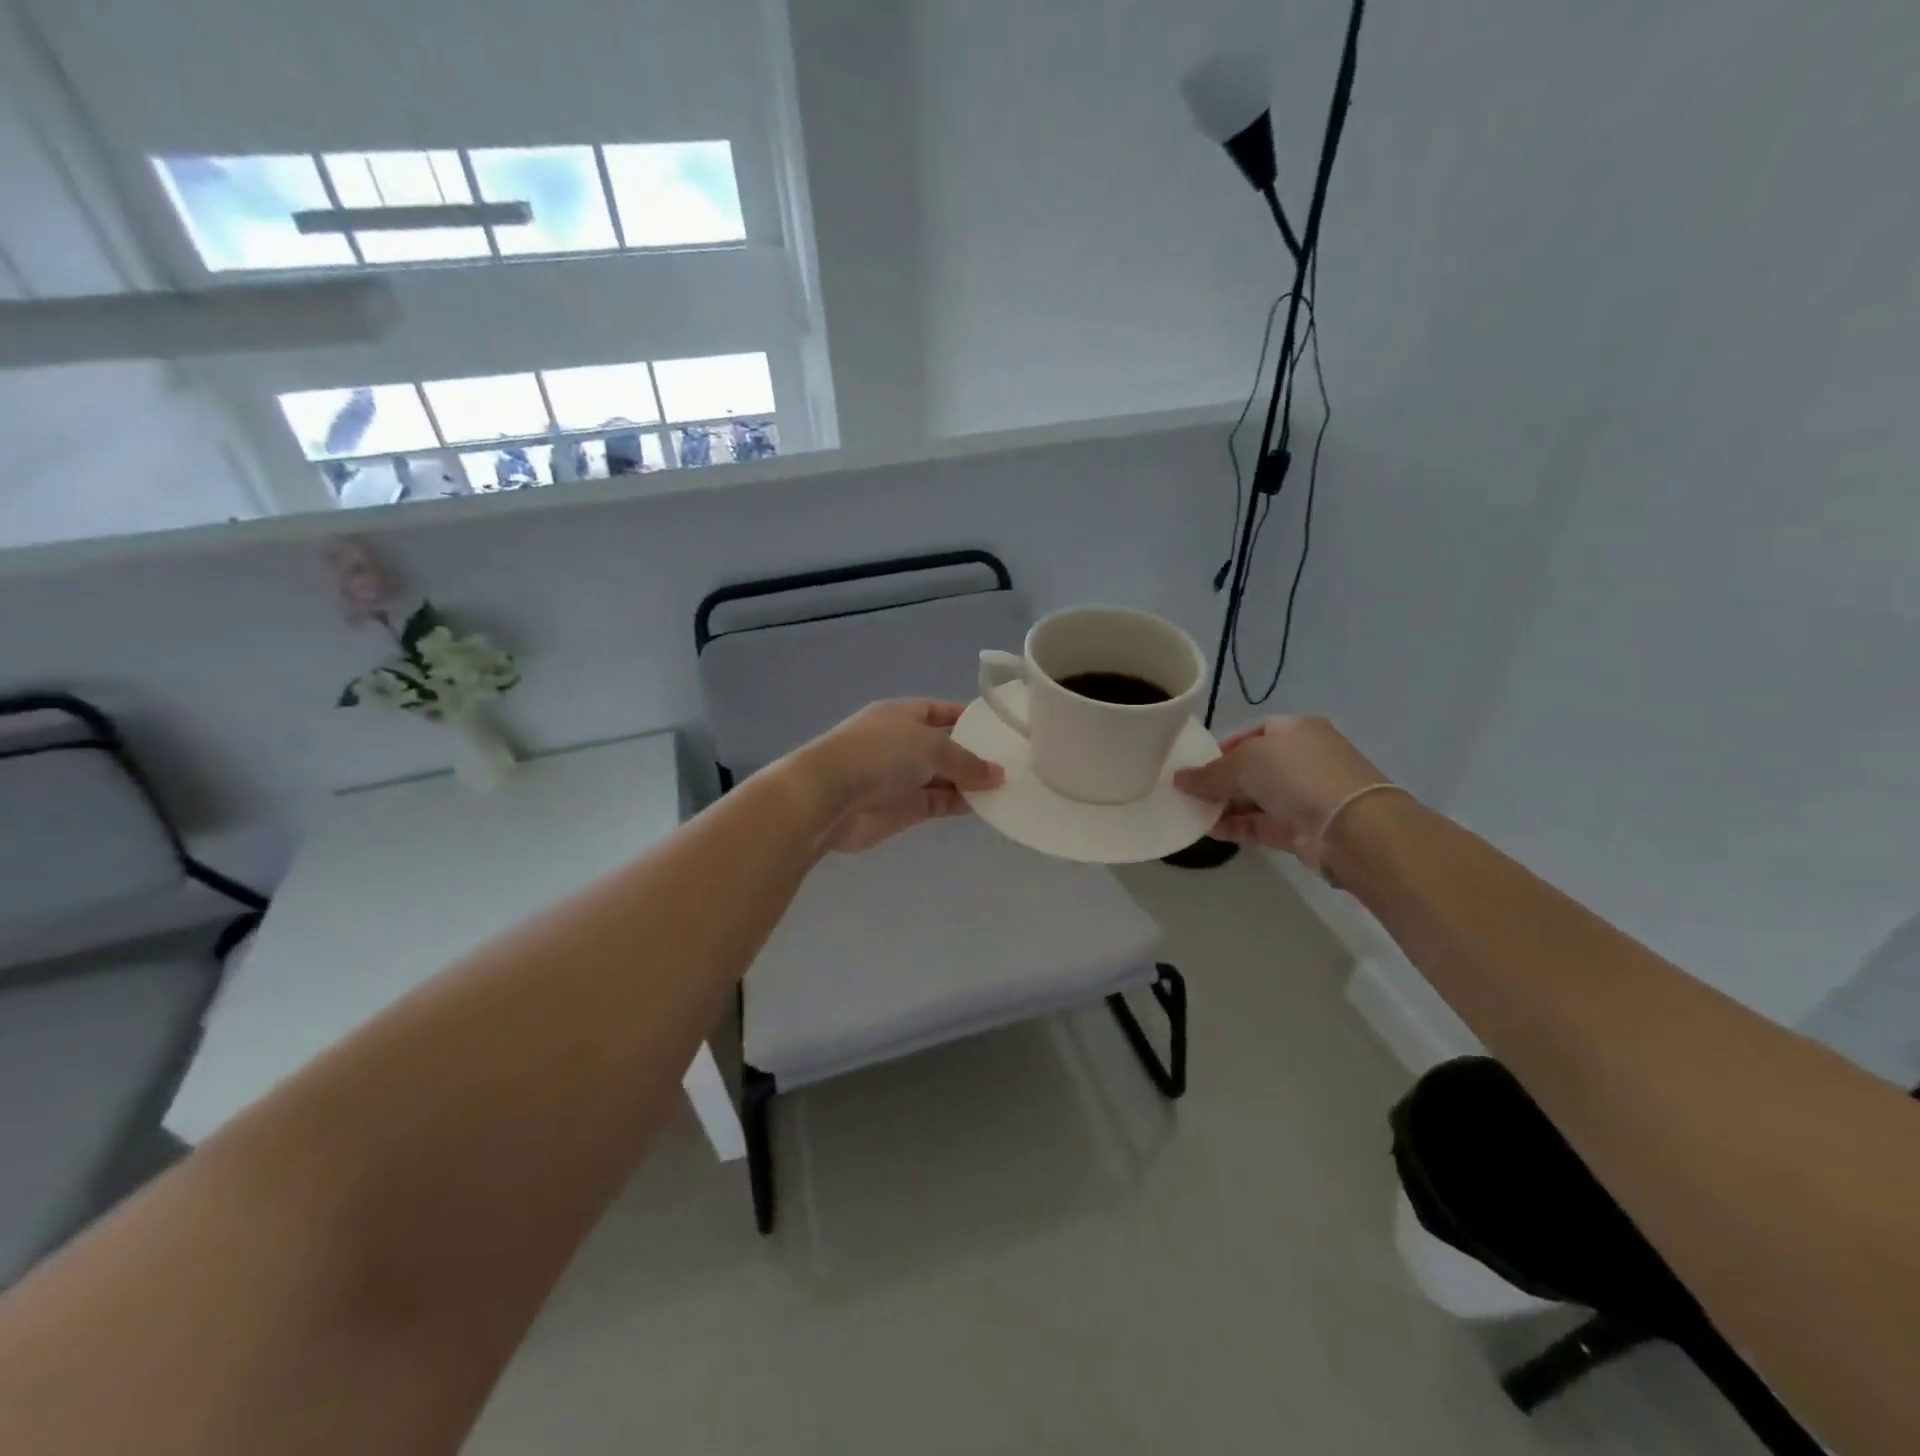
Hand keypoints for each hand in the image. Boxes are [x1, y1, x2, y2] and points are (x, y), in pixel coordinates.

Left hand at [787, 699, 1004, 853]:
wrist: (829, 797)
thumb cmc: (879, 754)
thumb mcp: (930, 746)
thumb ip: (966, 761)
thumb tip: (998, 774)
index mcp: (902, 715)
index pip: (940, 711)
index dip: (966, 717)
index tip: (998, 727)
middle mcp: (902, 744)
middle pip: (944, 747)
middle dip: (974, 754)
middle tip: (1014, 761)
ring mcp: (901, 778)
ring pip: (944, 778)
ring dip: (970, 782)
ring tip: (1009, 786)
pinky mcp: (903, 810)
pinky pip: (938, 803)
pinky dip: (960, 804)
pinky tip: (987, 806)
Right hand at [1173, 715, 1386, 858]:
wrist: (1348, 826)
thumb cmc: (1296, 774)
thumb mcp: (1244, 762)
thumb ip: (1209, 773)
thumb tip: (1179, 779)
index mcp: (1296, 730)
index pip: (1255, 733)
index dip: (1225, 746)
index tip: (1199, 763)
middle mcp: (1302, 759)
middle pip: (1253, 768)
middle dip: (1221, 780)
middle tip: (1189, 791)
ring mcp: (1304, 796)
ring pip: (1255, 798)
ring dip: (1225, 806)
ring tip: (1191, 812)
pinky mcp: (1301, 829)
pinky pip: (1260, 825)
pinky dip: (1237, 827)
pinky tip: (1210, 830)